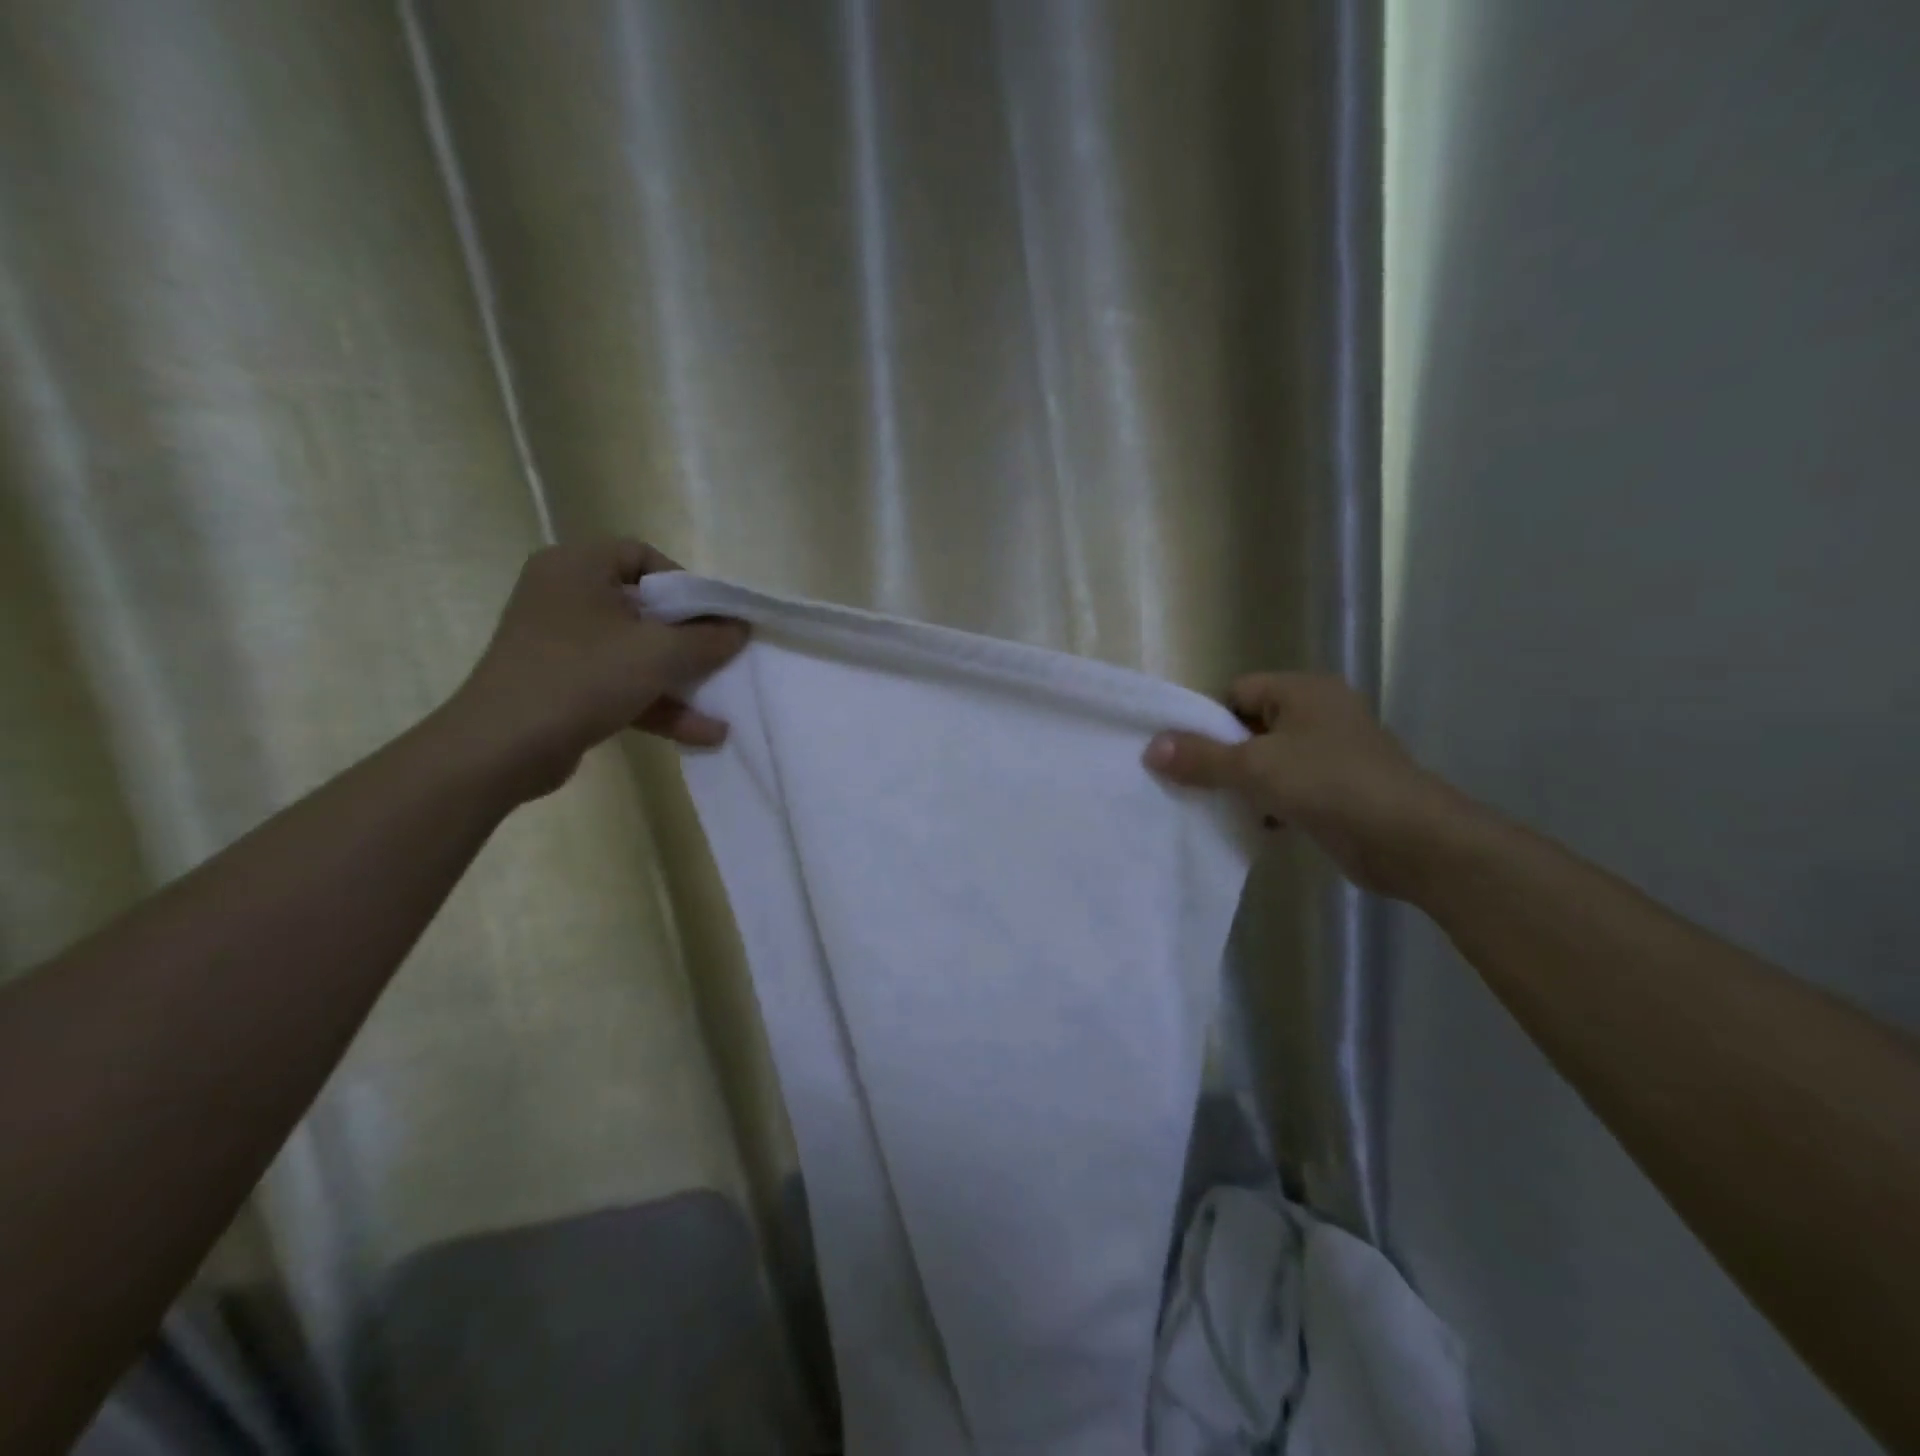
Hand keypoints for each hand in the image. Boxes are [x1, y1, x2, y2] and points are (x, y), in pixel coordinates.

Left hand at [443, 540, 746, 801]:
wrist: (502, 748)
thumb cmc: (583, 677)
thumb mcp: (659, 654)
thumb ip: (708, 639)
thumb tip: (740, 628)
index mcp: (578, 567)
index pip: (642, 556)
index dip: (685, 585)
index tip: (711, 618)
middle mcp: (565, 596)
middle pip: (644, 608)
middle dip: (689, 640)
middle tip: (722, 658)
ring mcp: (561, 643)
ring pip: (635, 651)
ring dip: (680, 680)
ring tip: (723, 704)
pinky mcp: (563, 684)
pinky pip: (620, 683)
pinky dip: (658, 703)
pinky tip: (703, 732)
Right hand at [1144, 673, 1468, 899]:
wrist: (1411, 840)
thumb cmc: (1330, 785)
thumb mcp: (1255, 767)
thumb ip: (1201, 757)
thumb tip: (1151, 748)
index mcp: (1302, 690)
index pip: (1236, 693)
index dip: (1208, 721)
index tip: (1185, 755)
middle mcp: (1318, 713)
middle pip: (1250, 727)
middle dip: (1221, 756)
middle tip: (1191, 784)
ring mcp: (1332, 752)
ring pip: (1269, 760)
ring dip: (1244, 784)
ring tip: (1216, 807)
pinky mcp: (1339, 787)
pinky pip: (1289, 787)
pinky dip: (1270, 803)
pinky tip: (1255, 825)